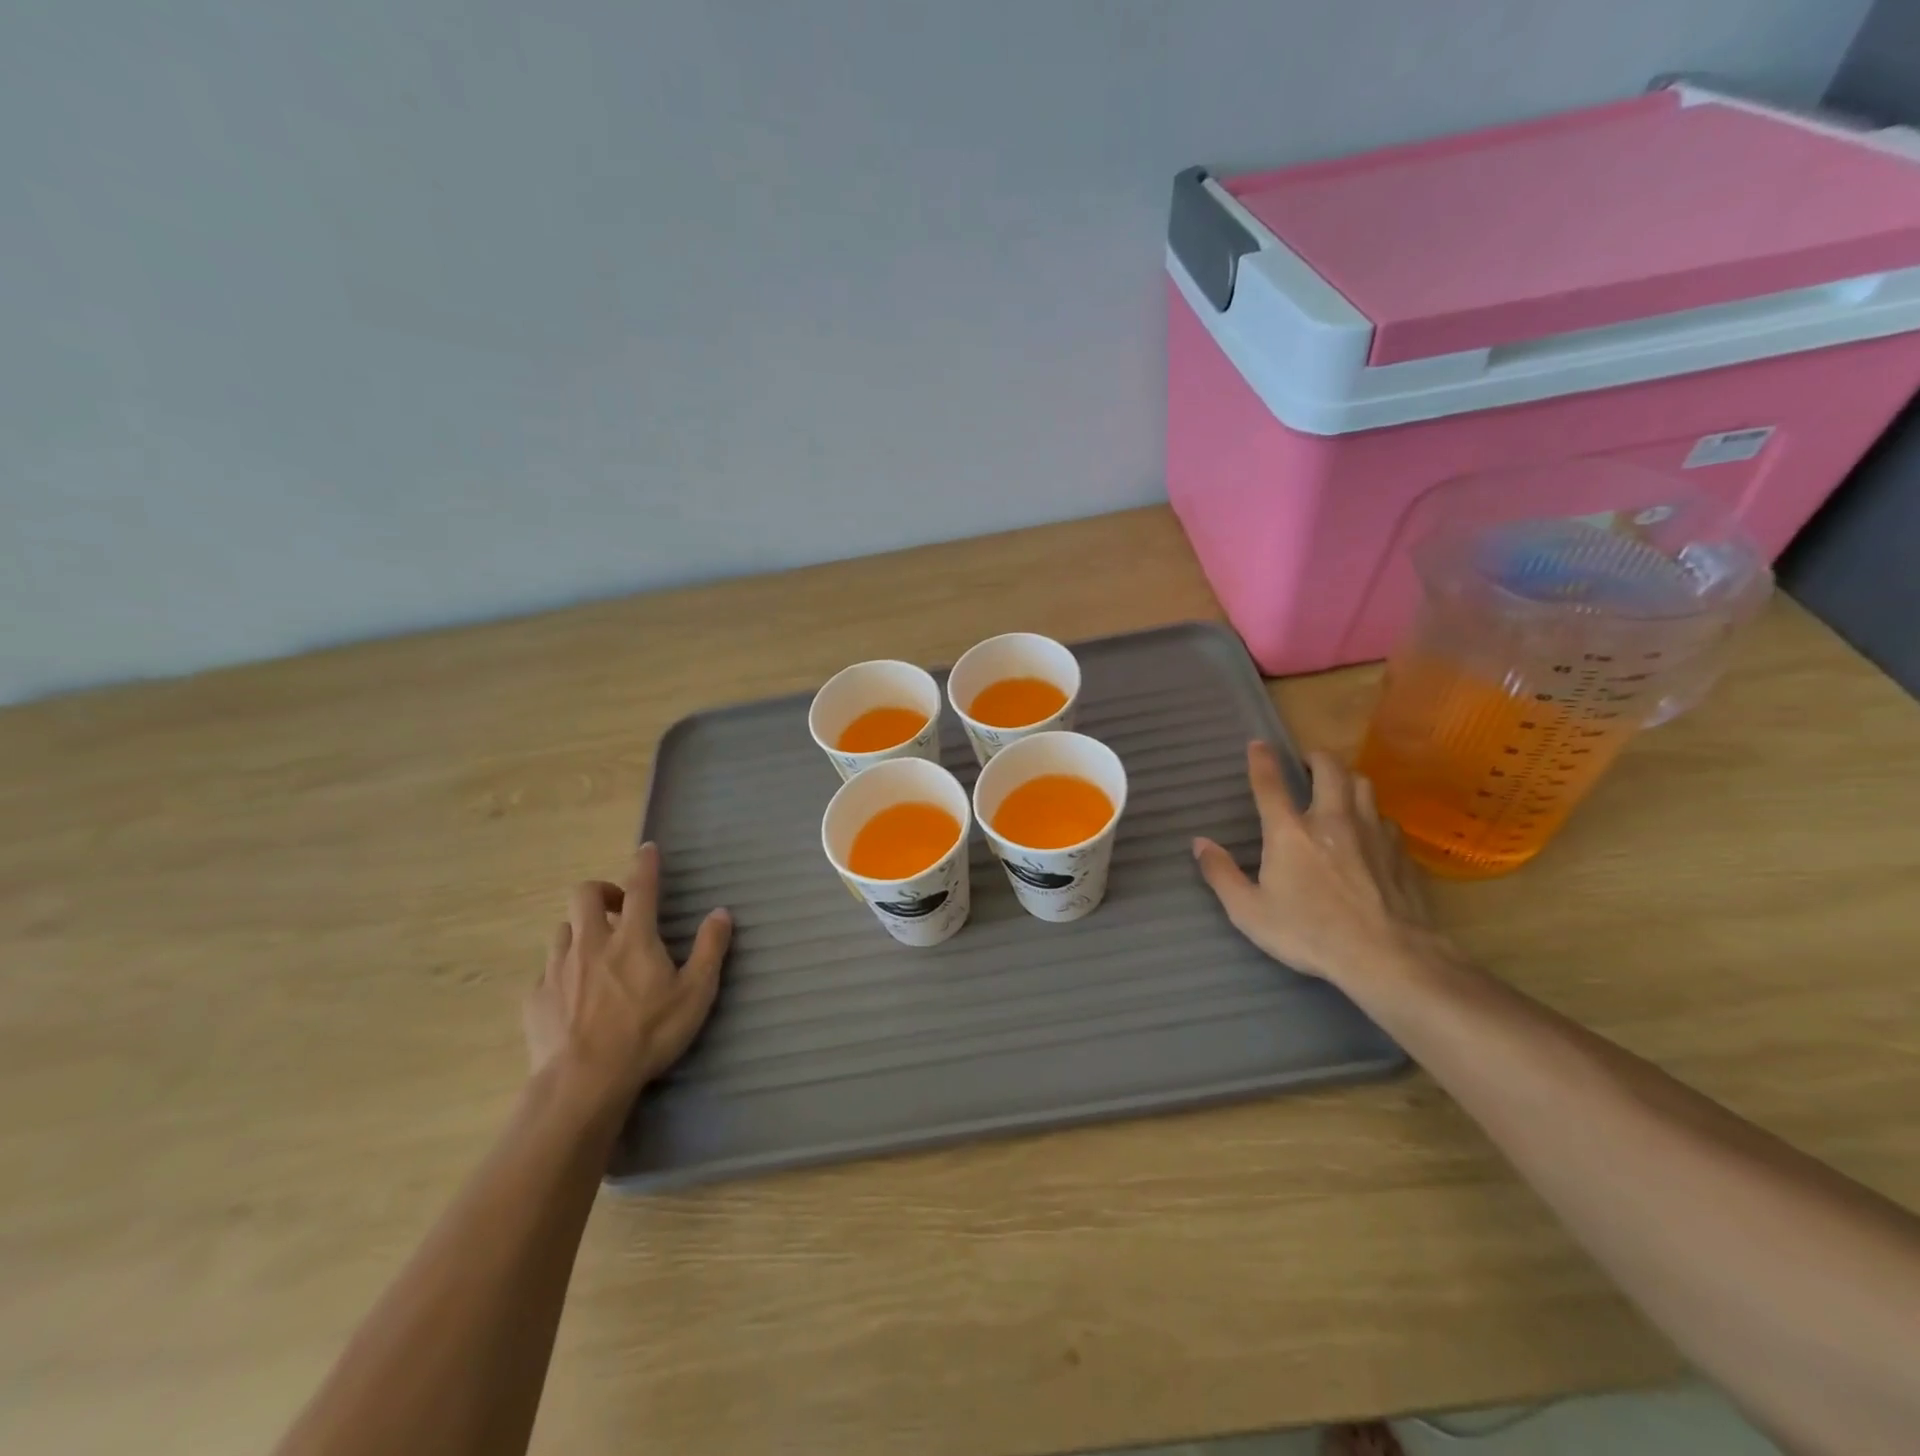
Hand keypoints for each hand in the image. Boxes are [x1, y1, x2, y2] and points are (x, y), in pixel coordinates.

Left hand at [523, 843, 731, 1119]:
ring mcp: (557, 969)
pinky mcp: (536, 997)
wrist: (582, 1083)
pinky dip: (562, 970)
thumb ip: (710, 949)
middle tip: (617, 909)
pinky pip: (547, 969)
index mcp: (632, 938)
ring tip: (596, 952)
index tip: (646, 849)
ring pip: (562, 929)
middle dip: (600, 892)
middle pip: (584, 894)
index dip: (644, 864)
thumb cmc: (647, 1034)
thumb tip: (721, 912)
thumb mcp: (695, 993)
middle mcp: (591, 942)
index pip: (640, 886)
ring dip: (580, 930)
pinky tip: (573, 994)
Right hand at [1192, 743, 1443, 988]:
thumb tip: (1199, 844)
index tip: (1258, 744)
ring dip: (1348, 779)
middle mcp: (1332, 819)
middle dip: (1316, 757)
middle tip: (1308, 762)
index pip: (1270, 784)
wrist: (1388, 957)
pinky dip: (1373, 817)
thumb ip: (1221, 874)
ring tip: (1340, 788)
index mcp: (1289, 832)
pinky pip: (1386, 820)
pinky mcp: (1400, 852)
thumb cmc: (1309, 934)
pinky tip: (1370, 834)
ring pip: (1364, 785)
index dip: (1261, 760)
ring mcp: (1372, 833)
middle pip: (1329, 769)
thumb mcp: (1249, 912)